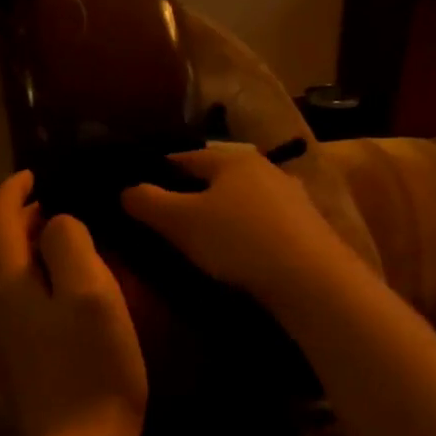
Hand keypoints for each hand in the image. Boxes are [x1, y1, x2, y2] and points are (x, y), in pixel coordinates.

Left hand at [0, 170, 147, 435]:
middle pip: (0, 245)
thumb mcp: (89, 290)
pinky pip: (18, 304)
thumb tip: (56, 224)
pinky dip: (37, 282)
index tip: (38, 172)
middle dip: (25, 218)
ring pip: (9, 276)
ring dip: (32, 251)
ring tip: (67, 241)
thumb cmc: (91, 365)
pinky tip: (64, 291)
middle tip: (64, 204)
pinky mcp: (14, 360)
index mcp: (3, 280)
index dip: (16, 188)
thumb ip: (68, 242)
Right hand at [121, 147, 347, 300]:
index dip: (159, 172)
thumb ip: (148, 203)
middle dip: (193, 193)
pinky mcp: (307, 226)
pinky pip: (264, 222)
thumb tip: (126, 189)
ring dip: (223, 212)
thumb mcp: (180, 222)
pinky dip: (247, 231)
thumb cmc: (236, 240)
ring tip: (204, 236)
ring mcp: (291, 196)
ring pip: (243, 199)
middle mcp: (264, 167)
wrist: (309, 277)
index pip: (184, 157)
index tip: (140, 190)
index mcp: (230, 159)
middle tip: (169, 217)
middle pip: (217, 177)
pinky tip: (240, 251)